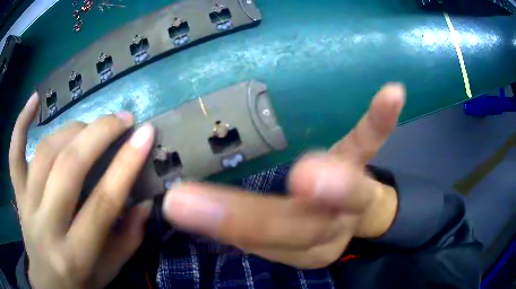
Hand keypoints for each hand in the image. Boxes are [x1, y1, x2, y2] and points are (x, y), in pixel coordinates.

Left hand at [9, 94, 154, 288]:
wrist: (48, 283)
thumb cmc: (82, 281)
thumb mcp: (111, 270)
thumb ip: (129, 238)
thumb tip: (147, 200)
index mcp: (76, 254)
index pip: (102, 202)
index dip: (126, 164)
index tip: (146, 134)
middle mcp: (46, 225)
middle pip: (69, 168)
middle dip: (99, 135)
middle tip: (123, 119)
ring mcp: (26, 205)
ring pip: (44, 154)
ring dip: (72, 130)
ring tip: (92, 125)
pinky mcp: (17, 194)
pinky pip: (14, 154)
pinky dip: (20, 124)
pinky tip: (34, 100)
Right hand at [162, 83, 405, 268]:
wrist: (353, 219)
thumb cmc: (307, 228)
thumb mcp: (274, 239)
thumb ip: (241, 226)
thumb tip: (184, 201)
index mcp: (302, 248)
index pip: (261, 240)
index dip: (223, 226)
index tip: (176, 205)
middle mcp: (329, 225)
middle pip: (295, 225)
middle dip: (252, 217)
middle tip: (203, 198)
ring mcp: (351, 190)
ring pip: (344, 193)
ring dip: (332, 185)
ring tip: (314, 174)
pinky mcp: (362, 161)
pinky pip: (370, 142)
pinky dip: (378, 122)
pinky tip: (391, 94)